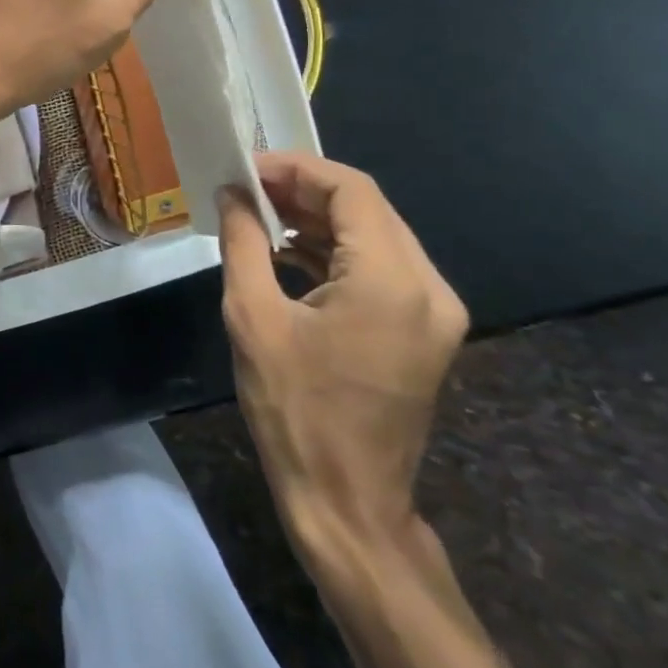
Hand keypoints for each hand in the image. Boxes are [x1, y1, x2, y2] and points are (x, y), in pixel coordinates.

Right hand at [217, 153, 467, 561]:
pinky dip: (335, 249)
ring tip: (260, 212)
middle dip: (304, 188)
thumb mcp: (252, 316)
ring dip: (318, 217)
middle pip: (368, 207)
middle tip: (246, 186)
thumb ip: (244, 241)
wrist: (346, 500)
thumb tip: (233, 194)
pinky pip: (380, 267)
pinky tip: (288, 250)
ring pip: (375, 234)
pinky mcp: (424, 331)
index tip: (246, 167)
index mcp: (391, 281)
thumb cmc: (293, 407)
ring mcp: (434, 312)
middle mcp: (428, 287)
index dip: (296, 168)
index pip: (351, 190)